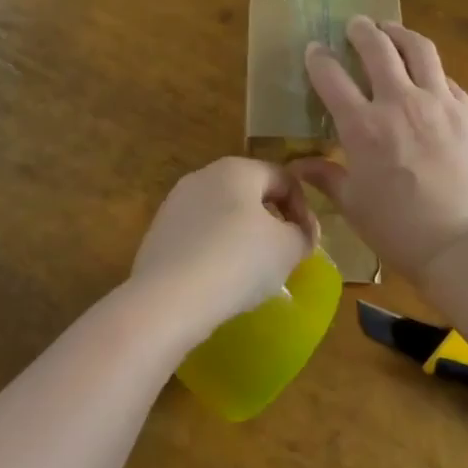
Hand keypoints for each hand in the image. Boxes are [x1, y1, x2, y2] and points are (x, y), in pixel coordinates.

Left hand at [128, 157, 318, 340]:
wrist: (170, 299)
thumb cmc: (238, 261)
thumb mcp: (288, 248)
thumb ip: (302, 234)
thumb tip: (299, 234)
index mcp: (237, 169)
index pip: (283, 178)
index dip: (304, 209)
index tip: (308, 243)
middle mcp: (203, 176)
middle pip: (250, 194)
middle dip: (272, 223)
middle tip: (284, 257)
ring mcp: (175, 204)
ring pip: (222, 216)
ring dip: (243, 239)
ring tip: (252, 274)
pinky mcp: (158, 233)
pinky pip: (199, 237)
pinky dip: (215, 253)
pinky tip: (220, 282)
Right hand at [294, 15, 467, 281]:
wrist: (463, 243)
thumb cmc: (398, 228)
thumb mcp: (353, 203)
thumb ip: (326, 176)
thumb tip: (299, 165)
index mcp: (363, 126)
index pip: (332, 76)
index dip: (319, 58)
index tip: (315, 49)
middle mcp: (400, 103)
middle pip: (378, 48)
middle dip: (362, 30)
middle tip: (356, 25)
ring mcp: (440, 104)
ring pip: (419, 50)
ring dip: (400, 34)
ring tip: (392, 30)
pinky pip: (447, 80)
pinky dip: (431, 72)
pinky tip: (428, 77)